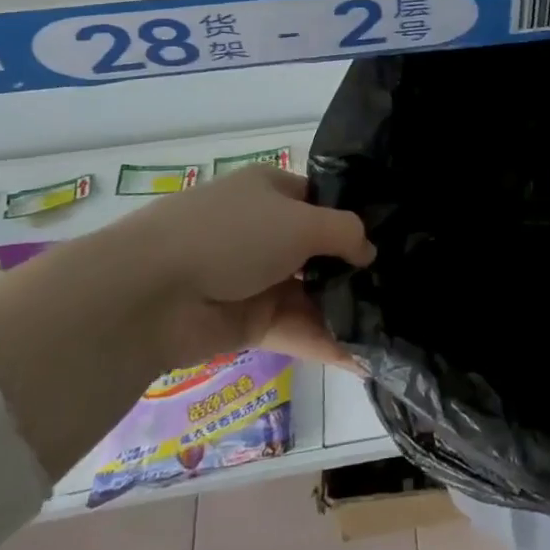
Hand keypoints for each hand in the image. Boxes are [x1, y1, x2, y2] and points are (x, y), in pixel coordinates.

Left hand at [99, 165, 373, 369]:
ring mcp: (254, 278)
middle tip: (399, 286)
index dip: (352, 217)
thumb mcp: (301, 221)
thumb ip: (345, 232)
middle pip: (318, 250)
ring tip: (390, 327)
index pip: (320, 200)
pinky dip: (325, 342)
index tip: (391, 238)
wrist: (150, 294)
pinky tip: (362, 359)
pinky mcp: (246, 323)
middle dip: (353, 269)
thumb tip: (369, 250)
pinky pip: (295, 328)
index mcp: (271, 190)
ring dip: (344, 310)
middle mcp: (264, 230)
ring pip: (310, 293)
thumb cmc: (232, 235)